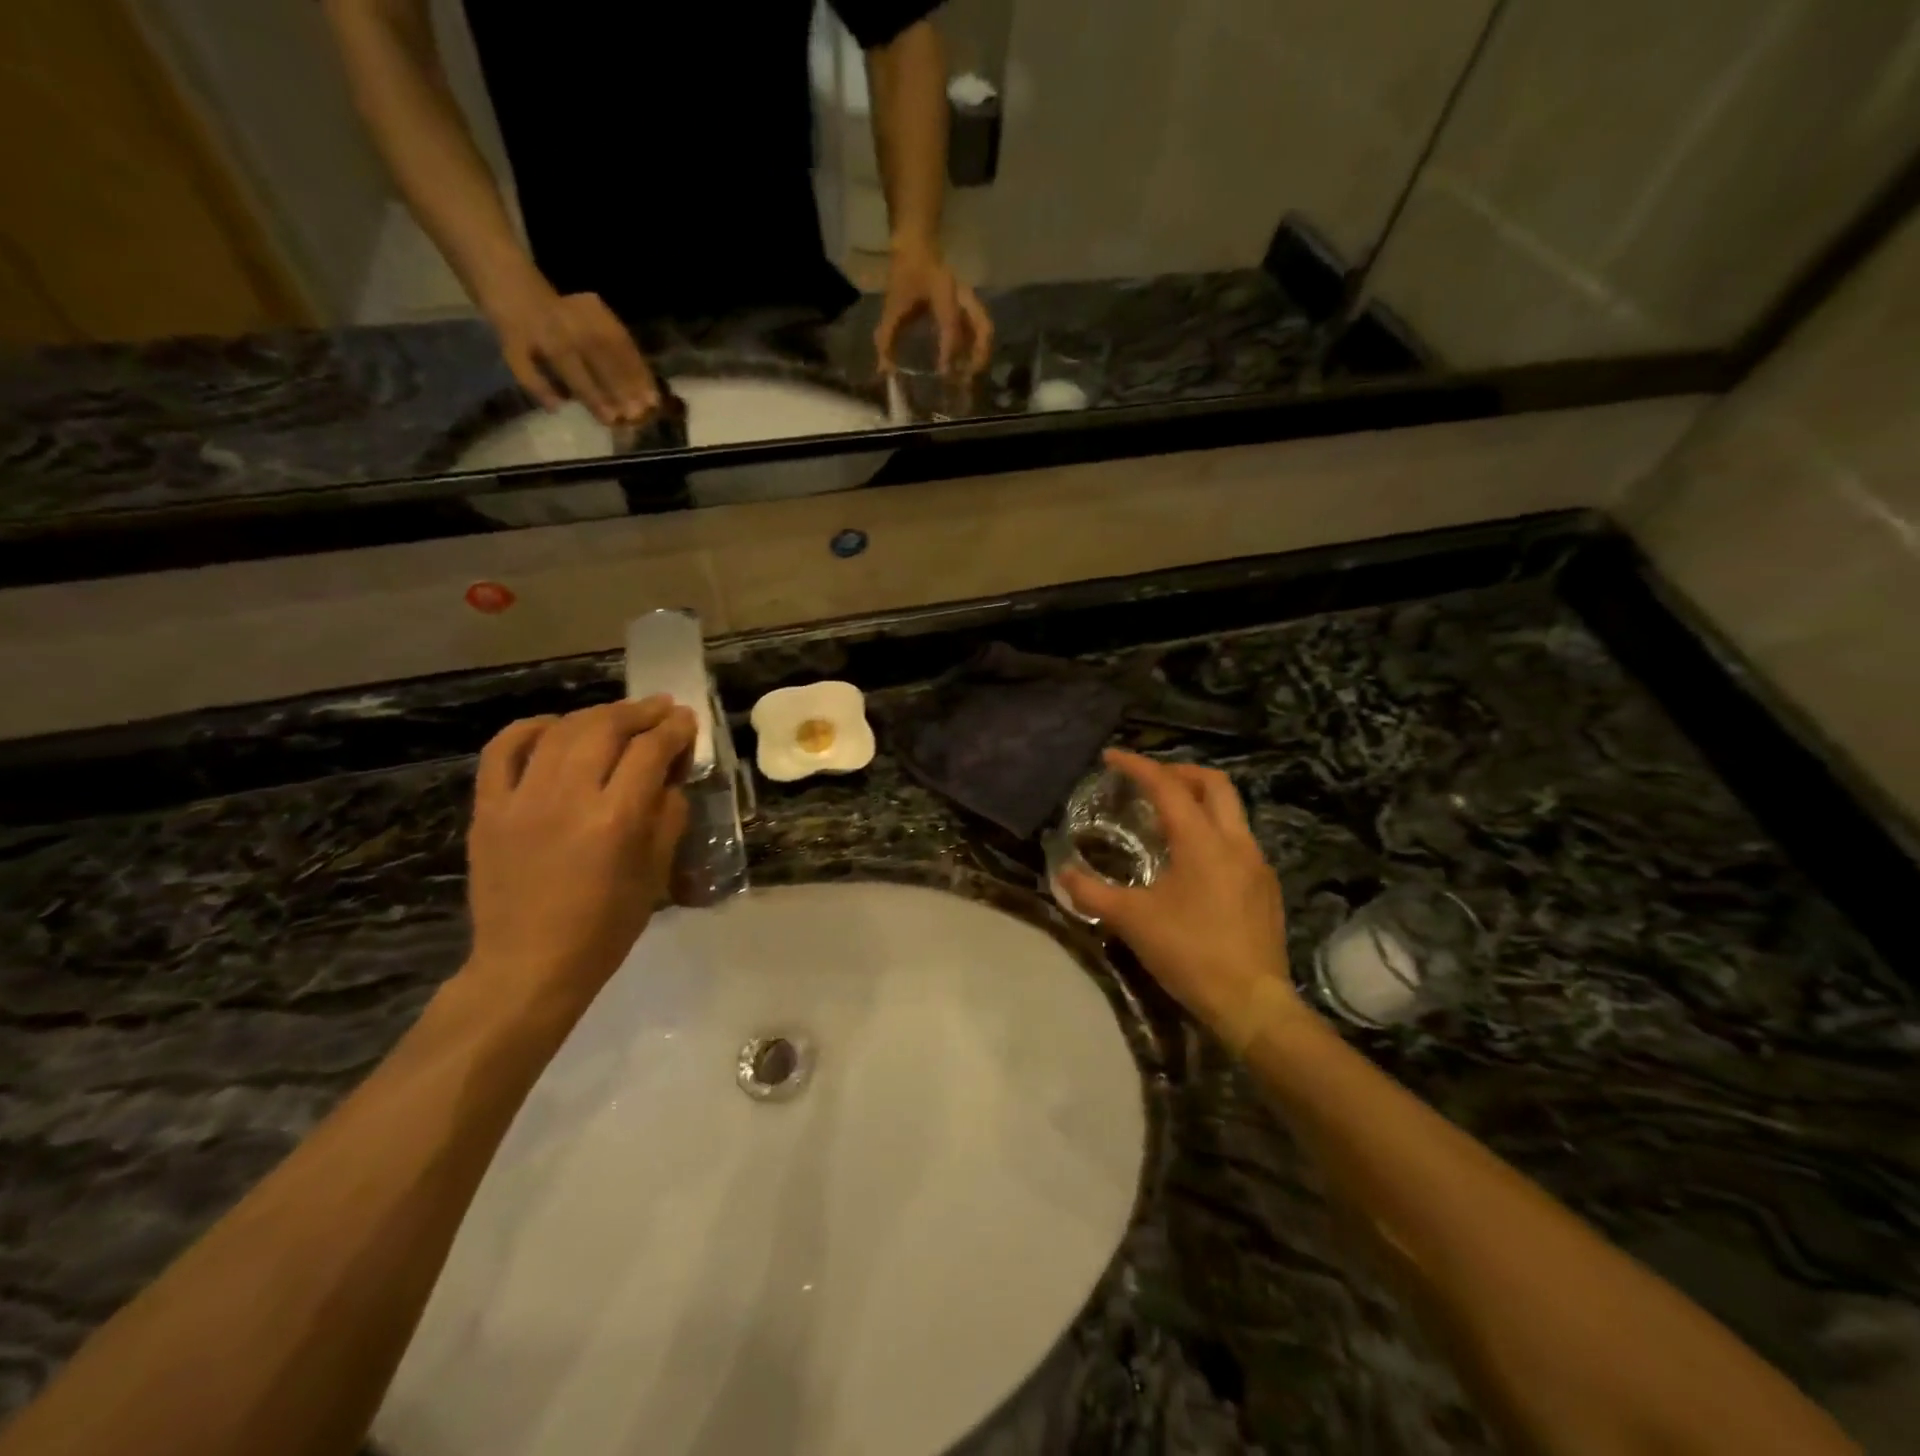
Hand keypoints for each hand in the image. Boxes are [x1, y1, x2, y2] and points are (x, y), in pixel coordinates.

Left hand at [463, 698, 694, 1015]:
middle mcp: (568, 798)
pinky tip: (553, 727)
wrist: (529, 965)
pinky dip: (530, 728)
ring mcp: (521, 800)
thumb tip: (667, 776)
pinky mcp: (488, 809)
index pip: (650, 751)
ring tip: (619, 715)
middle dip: (640, 712)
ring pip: (561, 731)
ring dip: (596, 714)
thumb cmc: (606, 927)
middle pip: (606, 728)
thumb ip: (668, 816)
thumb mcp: (656, 873)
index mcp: (617, 820)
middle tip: (661, 708)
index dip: (675, 729)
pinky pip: (503, 750)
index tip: (687, 720)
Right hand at [487, 281, 658, 425]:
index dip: (637, 374)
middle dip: (619, 387)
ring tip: (609, 418)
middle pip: (597, 354)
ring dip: (590, 392)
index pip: (619, 344)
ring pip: (566, 362)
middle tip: (634, 416)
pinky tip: (556, 407)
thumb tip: (640, 391)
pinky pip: (523, 365)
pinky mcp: (509, 338)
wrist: (502, 269)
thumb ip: (611, 349)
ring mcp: (536, 328)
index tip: (653, 402)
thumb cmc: (558, 306)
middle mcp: (566, 319)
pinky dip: (539, 386)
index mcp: (588, 311)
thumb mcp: (589, 319)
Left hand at [875, 242, 993, 376]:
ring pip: (985, 330)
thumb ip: (887, 338)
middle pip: (983, 329)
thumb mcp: (893, 304)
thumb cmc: (906, 273)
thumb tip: (883, 369)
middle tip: (966, 379)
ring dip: (980, 355)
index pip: (951, 325)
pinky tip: (964, 364)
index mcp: (944, 293)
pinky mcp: (970, 307)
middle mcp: (963, 298)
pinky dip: (975, 349)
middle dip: (978, 356)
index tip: (944, 373)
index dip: (949, 350)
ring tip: (968, 375)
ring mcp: (970, 301)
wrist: (917, 245)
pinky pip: (980, 330)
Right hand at [1060, 750, 1301, 1037]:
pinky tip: (1192, 860)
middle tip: (1148, 781)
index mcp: (1202, 842)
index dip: (1138, 766)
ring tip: (1165, 818)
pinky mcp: (1265, 886)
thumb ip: (1092, 893)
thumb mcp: (1132, 921)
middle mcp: (1235, 842)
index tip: (1111, 757)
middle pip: (1214, 784)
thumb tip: (1061, 874)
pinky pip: (1238, 839)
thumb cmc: (1189, 953)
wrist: (1252, 1002)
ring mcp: (1257, 863)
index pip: (1167, 787)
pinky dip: (1212, 830)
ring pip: (1231, 810)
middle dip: (1179, 773)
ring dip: (1198, 801)